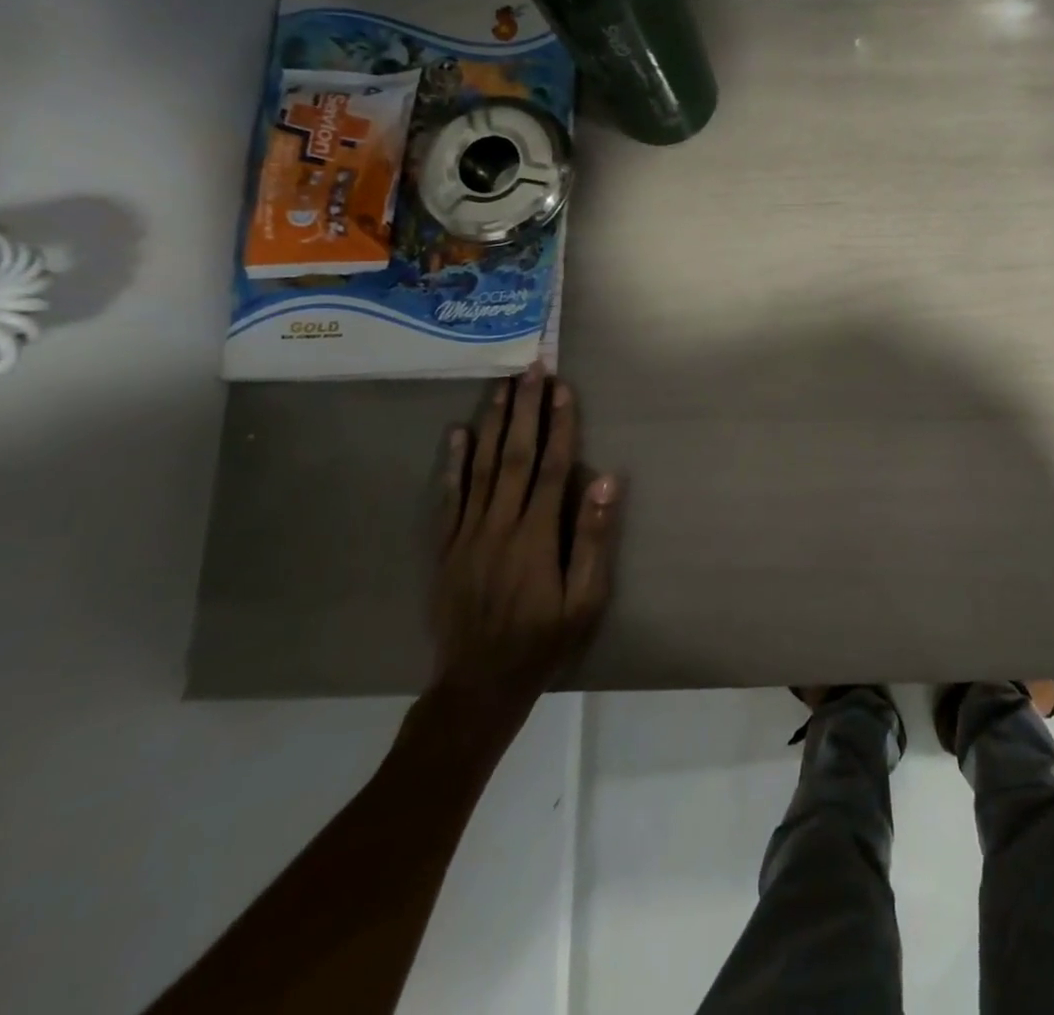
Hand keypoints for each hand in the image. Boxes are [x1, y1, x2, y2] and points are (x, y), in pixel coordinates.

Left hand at [431, 366, 623, 705]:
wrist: (478, 684)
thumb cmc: (544, 641)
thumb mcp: (585, 600)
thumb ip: (594, 539)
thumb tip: (607, 481)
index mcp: (536, 536)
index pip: (551, 468)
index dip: (559, 425)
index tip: (563, 388)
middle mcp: (499, 526)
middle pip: (513, 456)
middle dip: (523, 409)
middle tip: (530, 369)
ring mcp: (467, 535)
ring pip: (479, 467)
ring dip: (491, 423)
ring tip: (499, 385)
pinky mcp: (446, 547)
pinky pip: (448, 497)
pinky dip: (452, 463)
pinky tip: (457, 433)